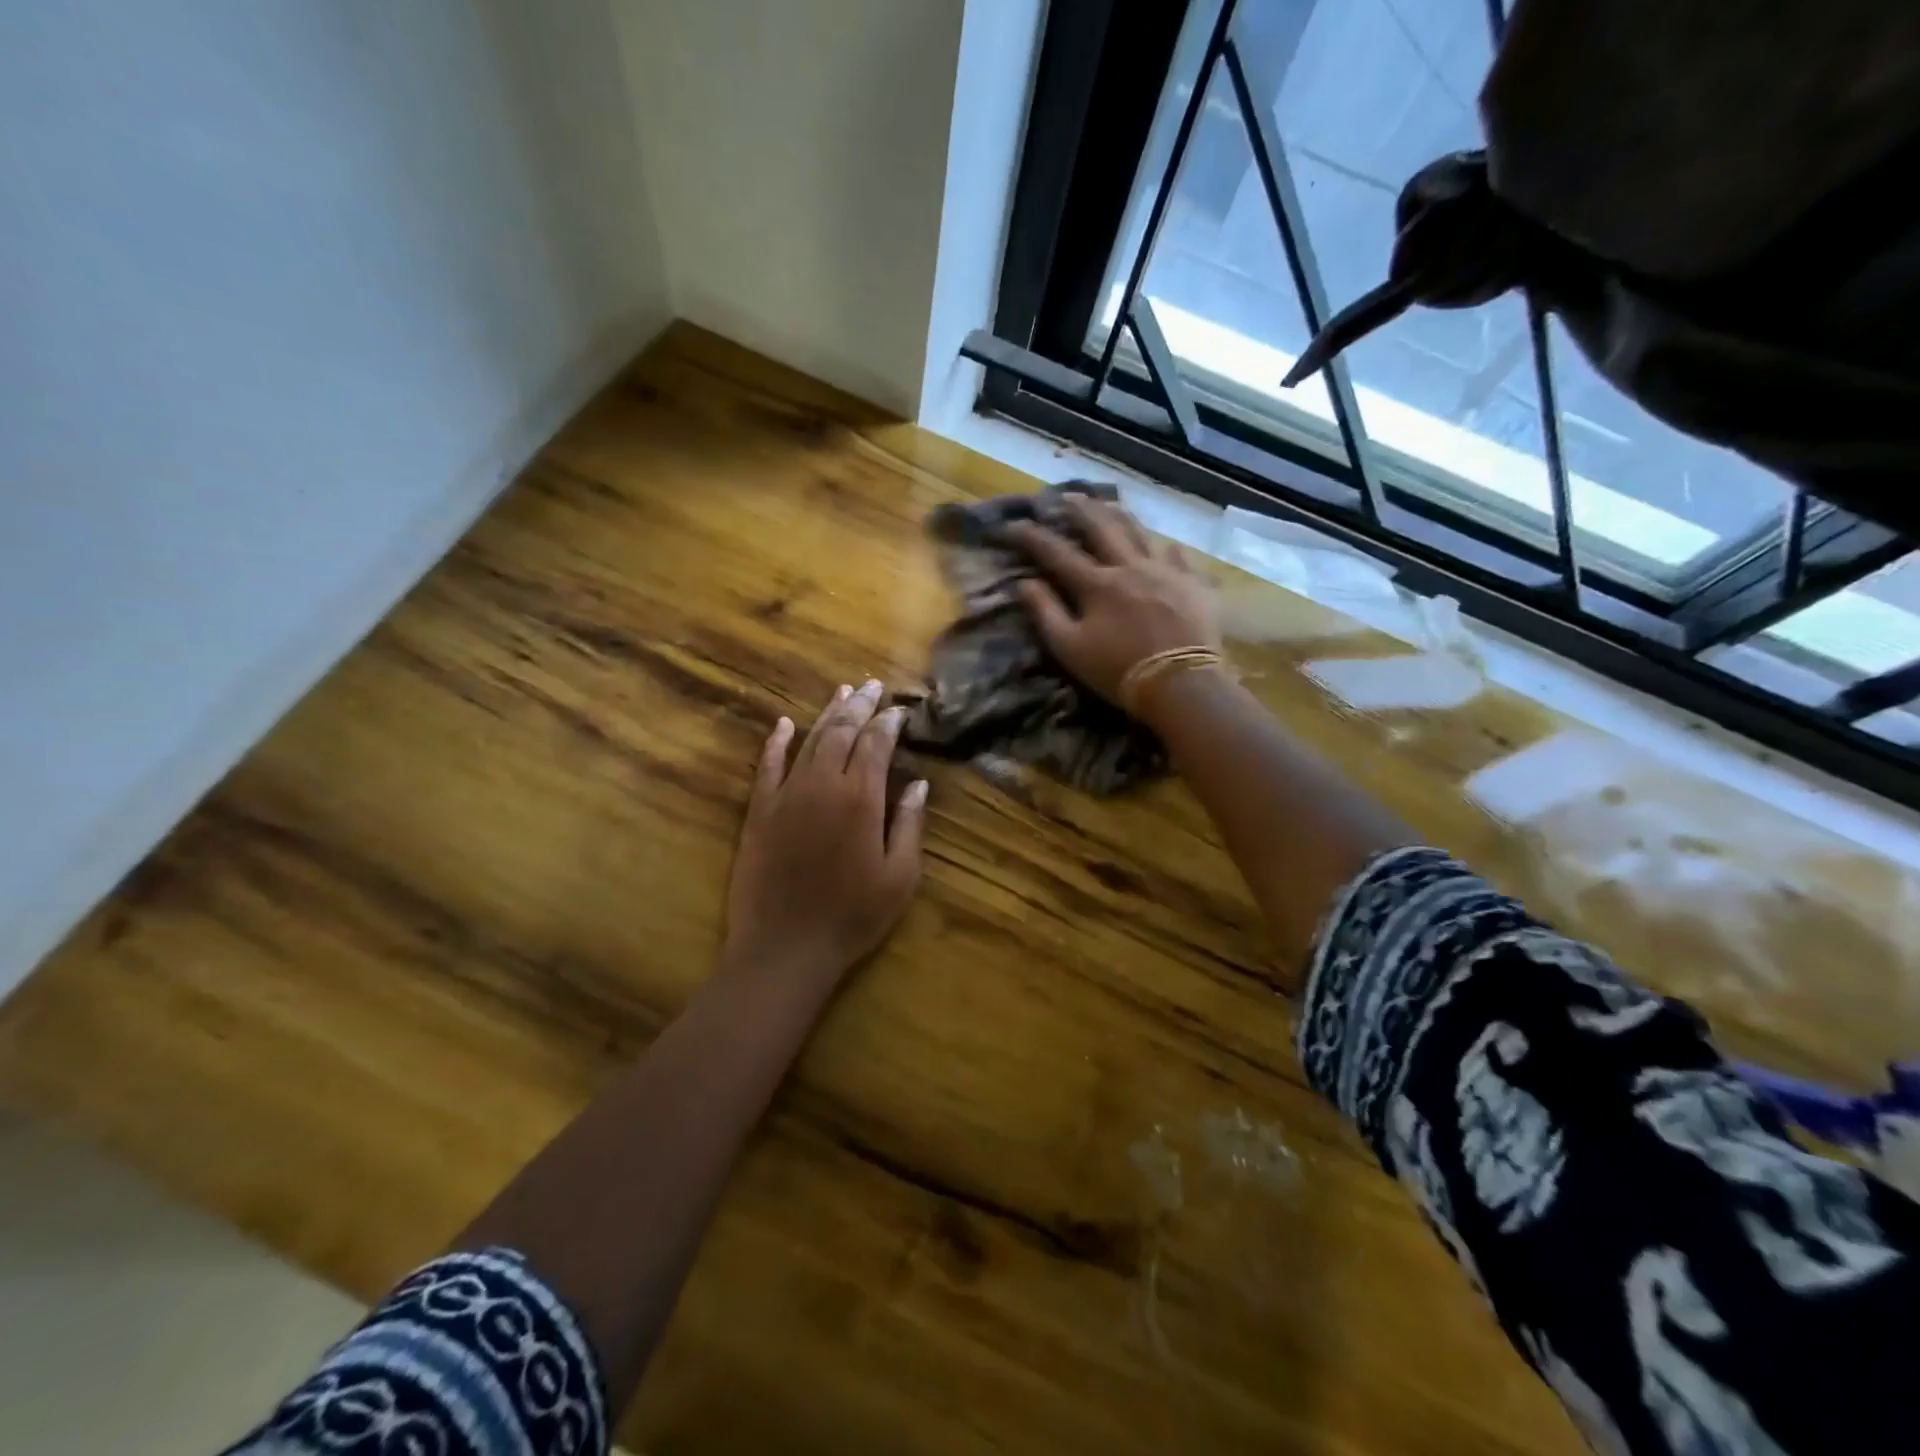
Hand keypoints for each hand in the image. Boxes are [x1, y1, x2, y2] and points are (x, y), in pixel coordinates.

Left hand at [722, 681, 927, 984]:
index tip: (899, 709)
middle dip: (860, 706)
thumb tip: (920, 784)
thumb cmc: (852, 916)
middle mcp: (822, 785)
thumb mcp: (899, 877)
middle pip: (842, 732)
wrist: (785, 947)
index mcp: (861, 799)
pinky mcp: (759, 811)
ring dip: (827, 714)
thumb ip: (909, 825)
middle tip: (872, 686)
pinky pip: (767, 765)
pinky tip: (784, 724)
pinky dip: (776, 742)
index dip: (889, 722)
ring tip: (842, 692)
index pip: (876, 744)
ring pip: (808, 741)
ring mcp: (786, 795)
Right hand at [1004, 495, 1220, 708]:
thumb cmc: (1118, 670)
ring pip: (1140, 532)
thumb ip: (1045, 612)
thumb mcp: (1070, 648)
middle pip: (1101, 528)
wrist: (1181, 684)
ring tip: (1109, 504)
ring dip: (1120, 516)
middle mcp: (1129, 566)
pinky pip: (1178, 555)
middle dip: (1080, 510)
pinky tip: (1163, 545)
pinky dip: (1164, 547)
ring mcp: (1164, 571)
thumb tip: (1023, 583)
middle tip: (1066, 496)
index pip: (1056, 552)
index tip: (1011, 525)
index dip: (1031, 537)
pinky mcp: (1192, 583)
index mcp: (1096, 584)